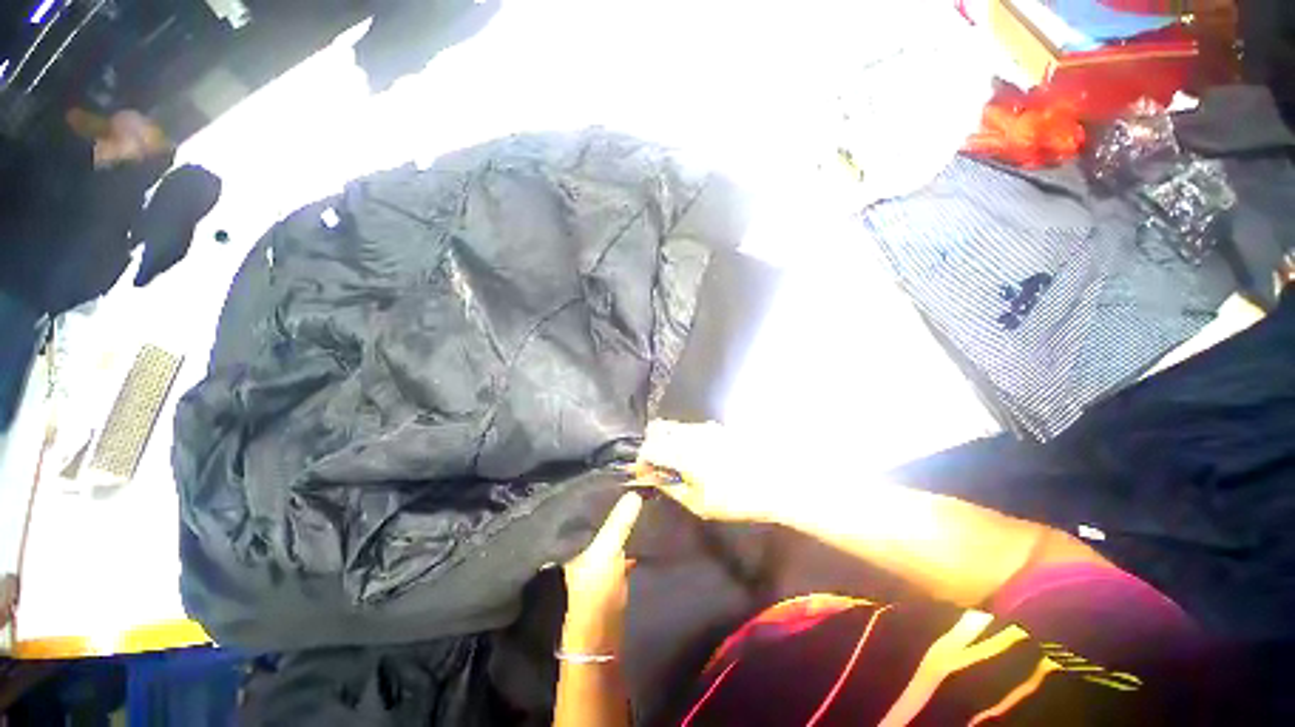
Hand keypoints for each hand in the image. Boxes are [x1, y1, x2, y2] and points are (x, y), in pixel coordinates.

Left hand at [561, 492, 642, 654]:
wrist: (602, 634)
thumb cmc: (596, 590)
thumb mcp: (606, 552)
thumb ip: (619, 524)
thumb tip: (634, 493)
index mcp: (575, 539)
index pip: (586, 508)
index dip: (599, 493)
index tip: (617, 476)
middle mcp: (584, 545)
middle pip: (599, 519)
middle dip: (614, 504)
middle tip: (634, 484)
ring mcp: (598, 557)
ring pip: (612, 530)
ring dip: (624, 519)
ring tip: (641, 499)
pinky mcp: (612, 568)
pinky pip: (623, 543)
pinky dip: (632, 535)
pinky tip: (644, 525)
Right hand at [636, 420, 782, 522]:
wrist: (774, 483)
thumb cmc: (734, 499)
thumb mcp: (699, 503)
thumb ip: (672, 488)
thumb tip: (655, 478)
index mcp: (682, 453)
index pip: (648, 447)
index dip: (641, 461)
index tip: (644, 473)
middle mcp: (690, 434)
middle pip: (658, 429)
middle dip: (651, 445)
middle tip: (658, 466)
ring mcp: (705, 428)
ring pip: (674, 427)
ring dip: (667, 441)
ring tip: (677, 464)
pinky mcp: (717, 428)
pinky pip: (691, 429)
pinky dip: (684, 439)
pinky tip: (696, 458)